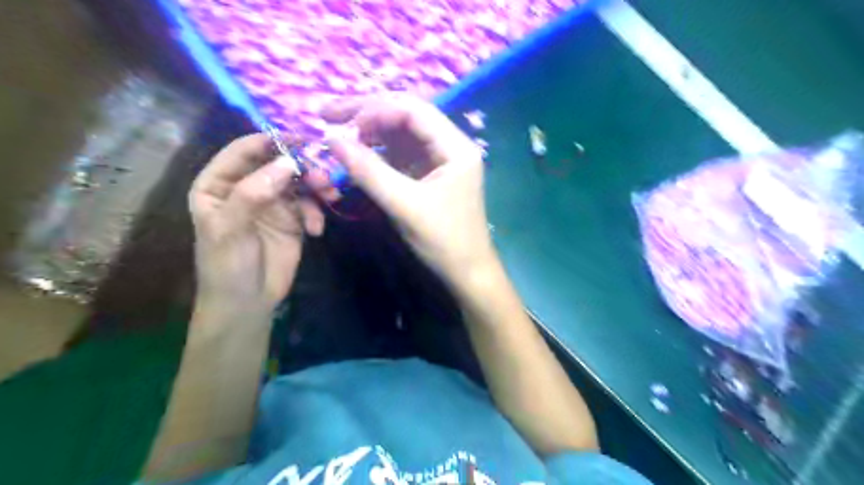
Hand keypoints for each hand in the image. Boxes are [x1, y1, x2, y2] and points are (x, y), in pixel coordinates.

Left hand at [187, 132, 323, 314]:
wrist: (247, 304)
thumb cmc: (227, 266)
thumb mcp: (230, 229)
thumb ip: (253, 193)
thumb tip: (289, 162)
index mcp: (220, 183)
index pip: (245, 150)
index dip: (273, 141)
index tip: (304, 140)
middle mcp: (247, 187)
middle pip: (279, 163)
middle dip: (304, 167)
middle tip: (326, 176)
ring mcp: (272, 203)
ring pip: (299, 182)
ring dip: (317, 187)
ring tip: (331, 197)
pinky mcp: (293, 220)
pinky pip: (310, 205)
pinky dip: (317, 213)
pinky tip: (316, 230)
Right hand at [321, 94, 496, 287]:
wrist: (467, 272)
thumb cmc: (443, 240)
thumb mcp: (404, 205)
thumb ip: (368, 171)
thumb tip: (332, 140)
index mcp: (456, 147)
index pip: (414, 110)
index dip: (375, 110)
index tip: (342, 123)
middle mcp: (451, 146)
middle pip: (407, 116)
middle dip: (369, 113)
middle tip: (329, 114)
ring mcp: (441, 160)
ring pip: (402, 134)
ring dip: (372, 131)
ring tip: (338, 132)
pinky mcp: (431, 174)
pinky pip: (402, 154)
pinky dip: (379, 151)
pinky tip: (358, 152)